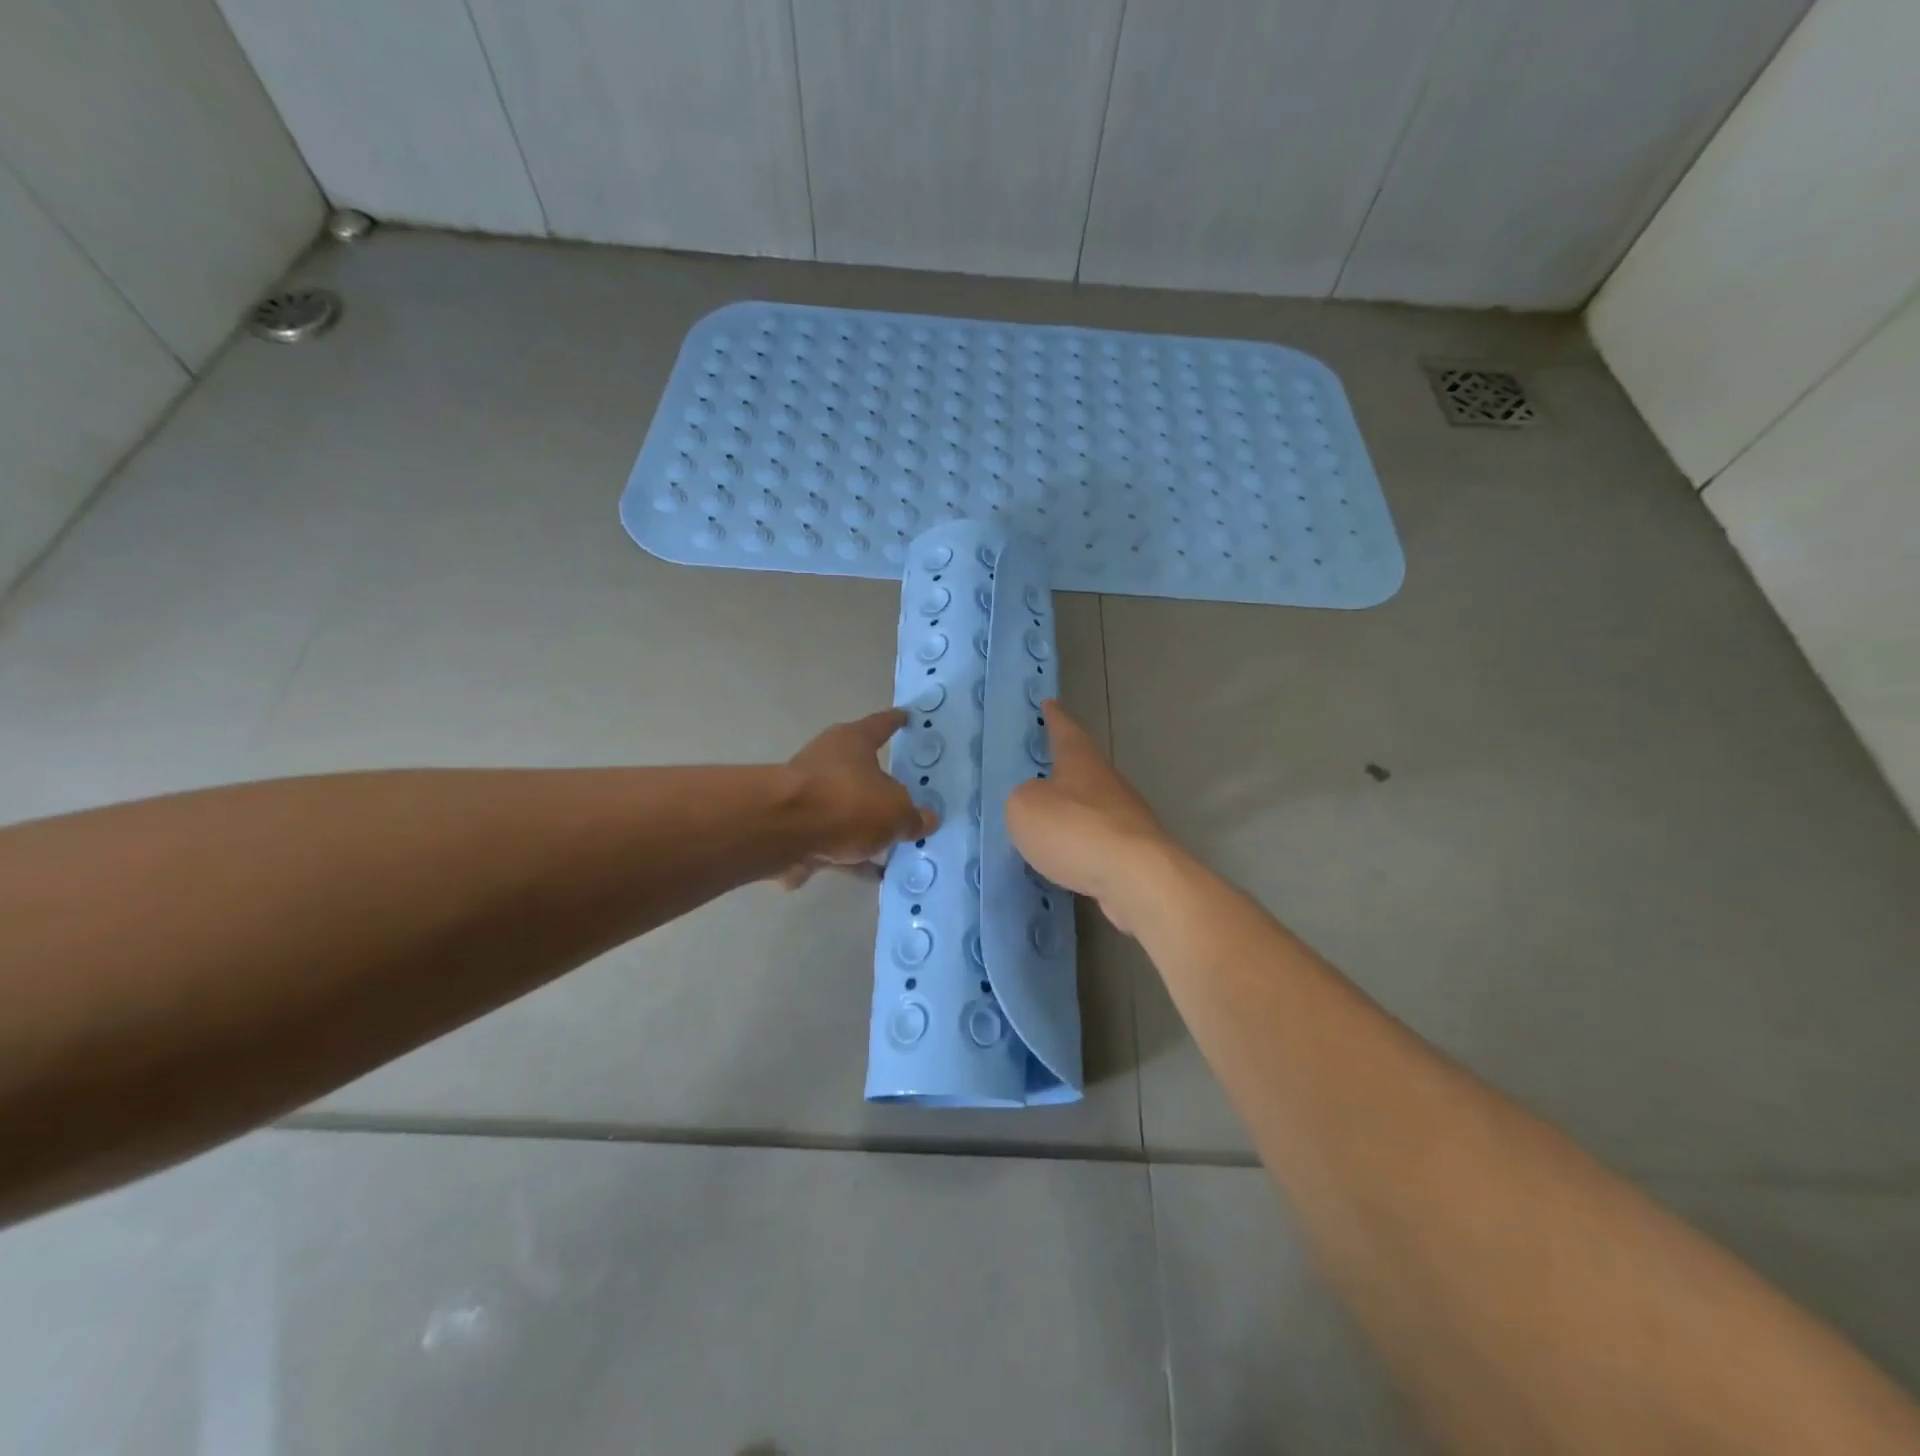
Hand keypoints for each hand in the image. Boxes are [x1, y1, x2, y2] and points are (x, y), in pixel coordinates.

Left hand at [780, 709, 937, 889]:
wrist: (783, 832)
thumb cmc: (847, 803)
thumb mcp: (895, 812)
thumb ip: (912, 817)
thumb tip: (926, 819)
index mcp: (853, 742)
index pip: (880, 725)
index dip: (895, 722)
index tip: (905, 717)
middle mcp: (827, 761)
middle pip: (860, 772)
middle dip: (880, 788)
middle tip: (906, 801)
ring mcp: (806, 796)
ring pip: (844, 811)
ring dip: (863, 829)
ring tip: (894, 849)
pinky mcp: (794, 829)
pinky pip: (831, 843)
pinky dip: (848, 856)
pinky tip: (870, 875)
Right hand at [1006, 701, 1171, 932]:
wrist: (1136, 878)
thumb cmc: (1074, 829)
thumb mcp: (1025, 807)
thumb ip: (1022, 799)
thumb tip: (1036, 802)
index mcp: (1080, 761)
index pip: (1065, 729)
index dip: (1054, 717)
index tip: (1049, 702)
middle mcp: (1106, 782)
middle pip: (1082, 767)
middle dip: (1063, 766)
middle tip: (1040, 766)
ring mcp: (1124, 818)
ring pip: (1091, 805)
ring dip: (1071, 809)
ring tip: (1046, 819)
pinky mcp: (1132, 852)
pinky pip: (1096, 839)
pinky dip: (1079, 843)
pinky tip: (1065, 857)